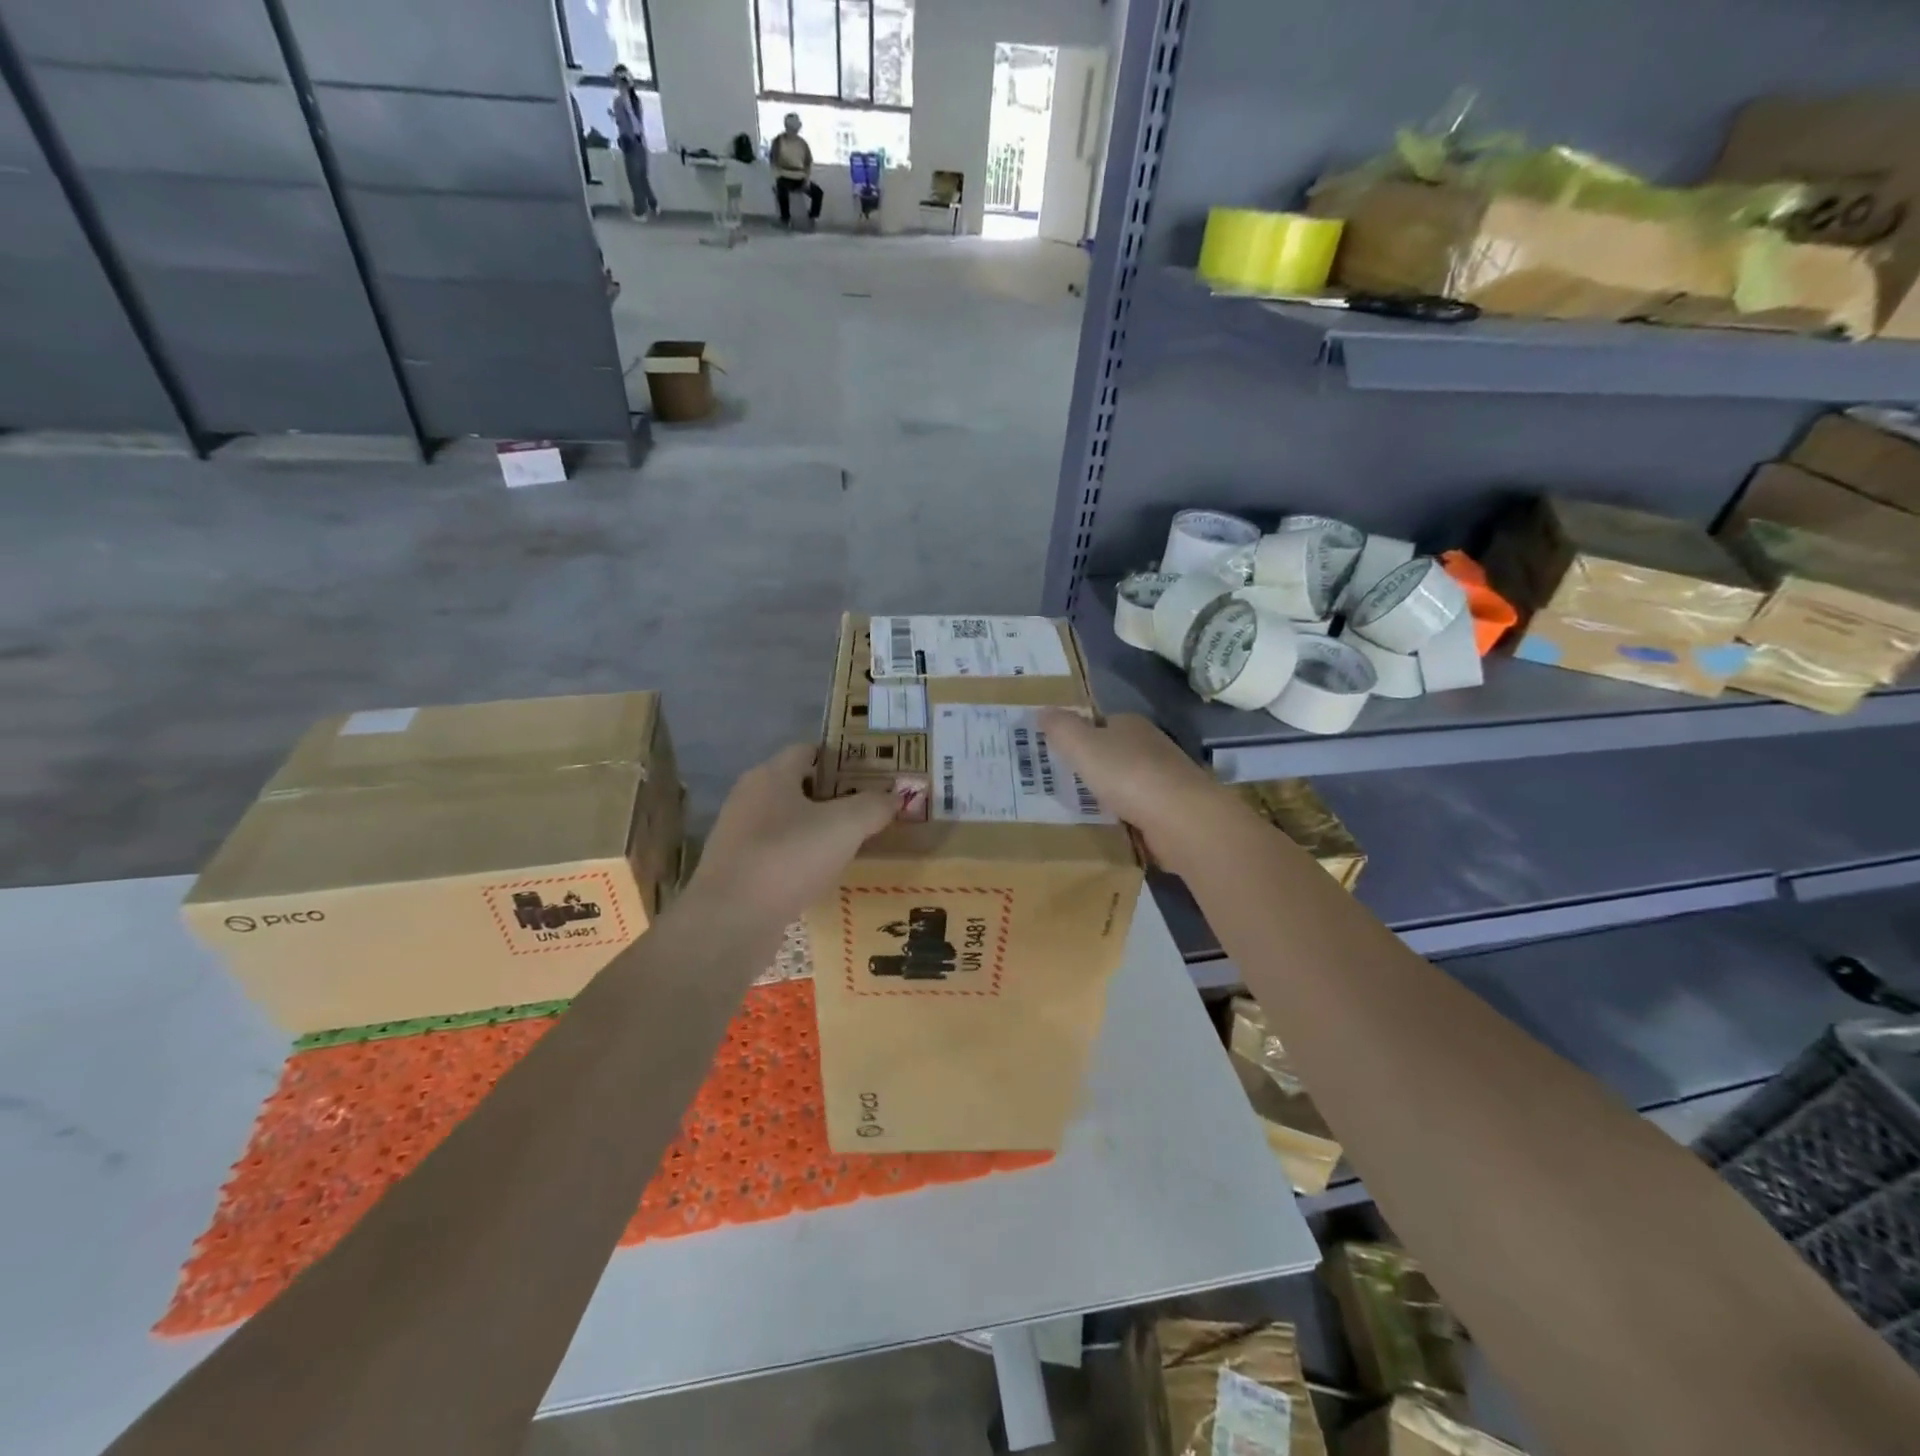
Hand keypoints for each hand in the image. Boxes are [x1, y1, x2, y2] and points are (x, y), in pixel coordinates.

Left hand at [688, 745, 897, 926]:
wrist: (730, 921)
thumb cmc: (788, 858)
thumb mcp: (845, 826)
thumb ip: (873, 806)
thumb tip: (894, 795)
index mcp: (770, 775)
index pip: (807, 750)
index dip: (839, 758)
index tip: (869, 773)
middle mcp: (749, 797)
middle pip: (797, 786)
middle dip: (832, 795)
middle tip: (868, 808)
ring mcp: (738, 835)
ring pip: (787, 822)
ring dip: (816, 829)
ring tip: (851, 843)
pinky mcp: (736, 870)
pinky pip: (776, 853)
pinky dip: (800, 858)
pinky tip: (822, 875)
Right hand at [1037, 711, 1232, 866]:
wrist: (1181, 818)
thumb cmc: (1127, 775)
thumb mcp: (1082, 746)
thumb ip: (1060, 728)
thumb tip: (1042, 710)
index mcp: (1131, 724)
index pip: (1102, 722)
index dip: (1081, 734)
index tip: (1060, 752)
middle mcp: (1152, 745)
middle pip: (1117, 750)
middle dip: (1096, 764)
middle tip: (1065, 781)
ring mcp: (1166, 777)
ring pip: (1129, 780)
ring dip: (1112, 791)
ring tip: (1083, 806)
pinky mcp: (1173, 808)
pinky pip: (1140, 807)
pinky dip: (1126, 813)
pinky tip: (1112, 824)